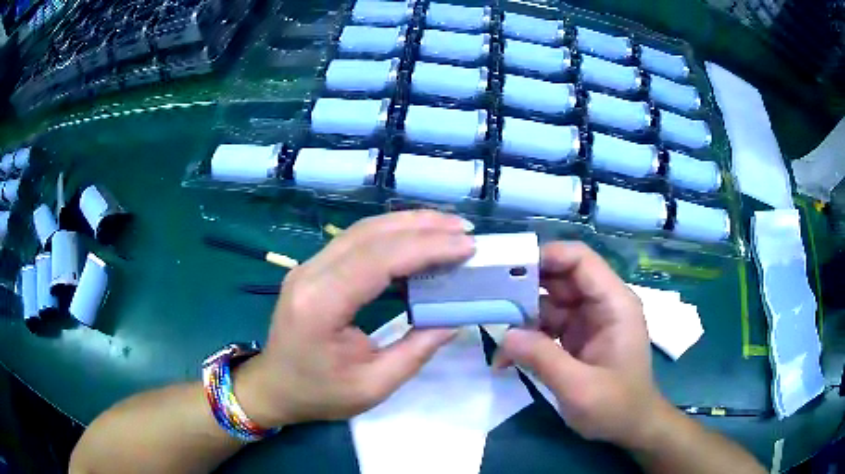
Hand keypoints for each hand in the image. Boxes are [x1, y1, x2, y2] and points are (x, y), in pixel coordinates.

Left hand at [235, 211, 474, 427]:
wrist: (274, 387)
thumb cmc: (320, 394)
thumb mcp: (374, 386)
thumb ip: (417, 351)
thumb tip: (454, 318)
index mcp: (321, 305)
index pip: (378, 260)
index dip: (426, 248)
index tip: (467, 247)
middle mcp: (310, 274)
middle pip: (371, 234)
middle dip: (423, 227)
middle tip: (465, 230)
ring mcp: (308, 266)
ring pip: (363, 230)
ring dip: (408, 224)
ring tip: (448, 228)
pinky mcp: (313, 267)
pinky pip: (356, 240)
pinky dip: (391, 235)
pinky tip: (416, 240)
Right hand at [494, 242, 666, 449]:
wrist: (631, 427)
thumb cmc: (616, 406)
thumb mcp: (579, 388)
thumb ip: (543, 358)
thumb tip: (505, 334)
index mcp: (614, 304)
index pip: (580, 260)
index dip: (546, 256)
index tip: (507, 270)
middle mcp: (601, 304)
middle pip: (560, 278)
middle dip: (526, 288)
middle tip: (490, 302)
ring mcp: (588, 320)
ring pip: (549, 302)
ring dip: (522, 318)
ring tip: (496, 338)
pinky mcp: (577, 337)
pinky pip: (547, 326)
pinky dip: (528, 338)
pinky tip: (507, 359)